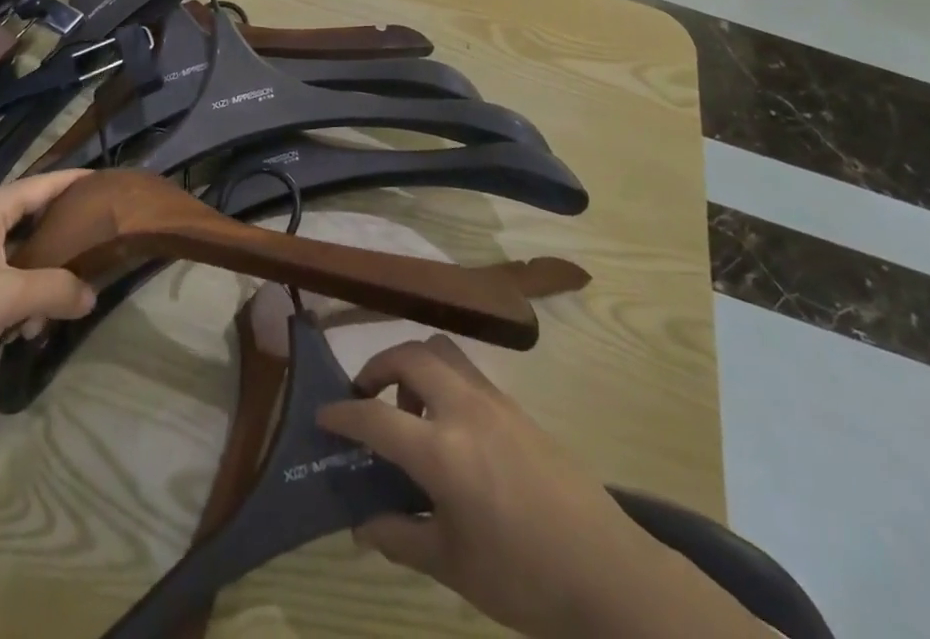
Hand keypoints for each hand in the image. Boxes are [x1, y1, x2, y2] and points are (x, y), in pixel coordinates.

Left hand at [0, 171, 96, 392]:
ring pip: (13, 251)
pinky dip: (10, 292)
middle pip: (33, 219)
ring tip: (42, 320)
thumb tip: (91, 296)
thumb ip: (56, 291)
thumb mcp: (6, 299)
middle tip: (92, 263)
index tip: (114, 187)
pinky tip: (13, 328)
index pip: (49, 182)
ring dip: (34, 281)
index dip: (82, 182)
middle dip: (62, 247)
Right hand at [318, 336, 749, 638]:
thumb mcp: (453, 566)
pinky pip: (466, 370)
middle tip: (365, 398)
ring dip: (413, 366)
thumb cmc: (524, 577)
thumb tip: (361, 524)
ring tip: (409, 411)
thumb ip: (401, 537)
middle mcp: (464, 409)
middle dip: (377, 367)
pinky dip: (441, 378)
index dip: (344, 413)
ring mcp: (494, 400)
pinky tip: (447, 426)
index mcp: (443, 452)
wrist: (607, 569)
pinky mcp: (515, 405)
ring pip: (441, 350)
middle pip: (409, 356)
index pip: (377, 416)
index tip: (323, 414)